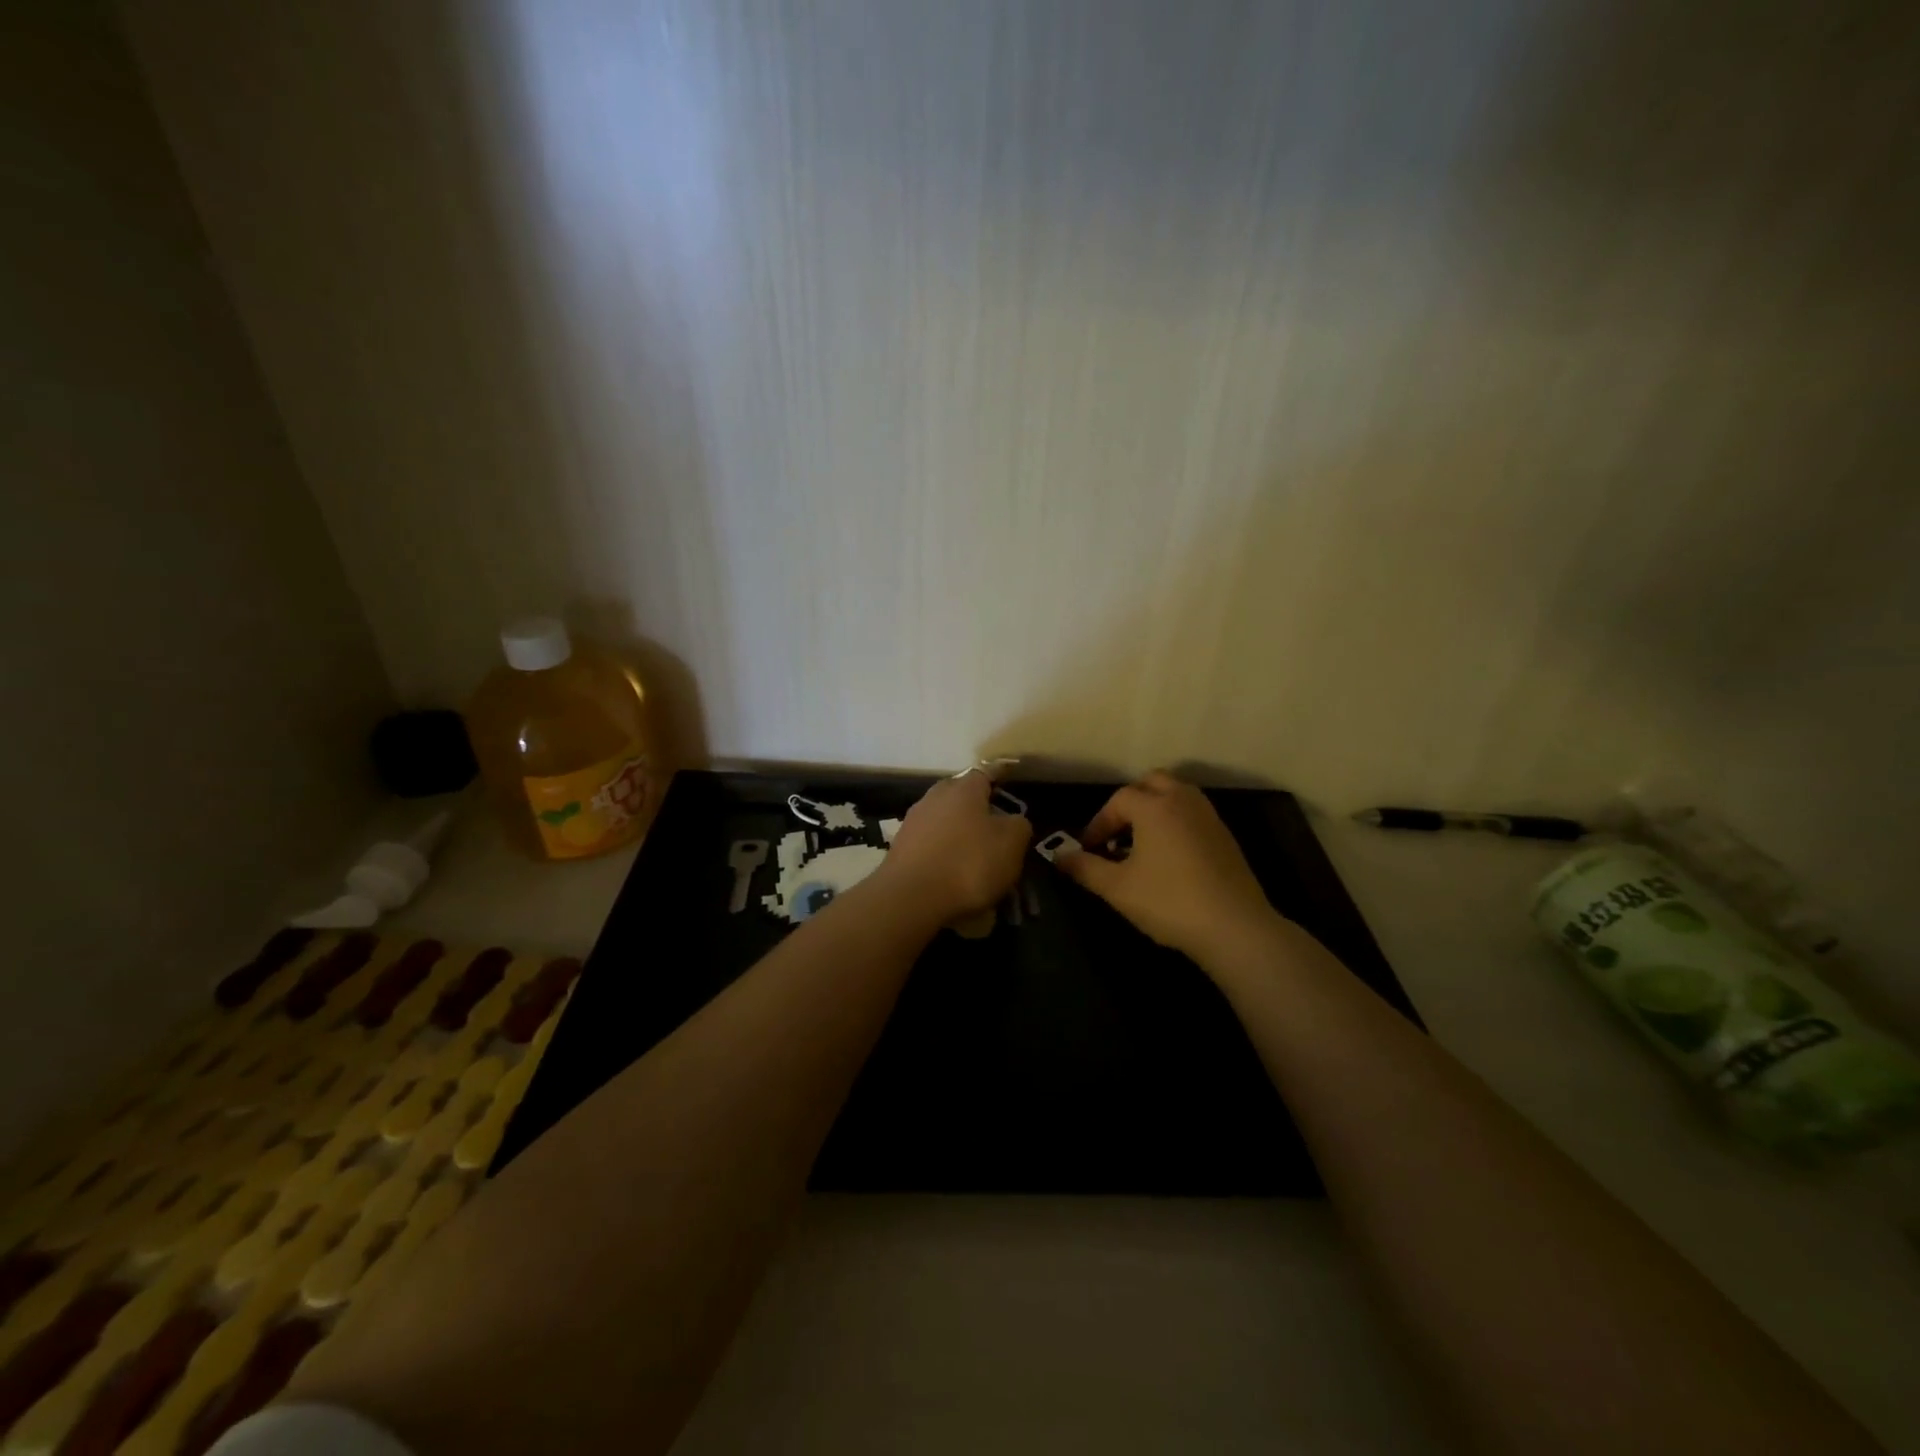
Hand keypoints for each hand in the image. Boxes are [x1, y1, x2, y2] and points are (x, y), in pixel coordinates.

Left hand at [873, 770, 1030, 921]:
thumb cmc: (968, 863)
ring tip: (976, 857)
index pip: (986, 772)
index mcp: (963, 788)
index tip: (1011, 779)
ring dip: (960, 833)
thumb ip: (1018, 825)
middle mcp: (934, 797)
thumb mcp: (1012, 844)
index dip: (1001, 776)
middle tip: (996, 827)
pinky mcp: (900, 848)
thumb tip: (1012, 821)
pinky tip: (954, 875)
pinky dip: (944, 854)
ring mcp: (913, 822)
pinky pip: (931, 845)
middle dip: (979, 808)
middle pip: (962, 796)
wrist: (910, 898)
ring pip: (945, 821)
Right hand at [1055, 771, 1280, 968]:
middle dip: (1130, 802)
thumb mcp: (1117, 888)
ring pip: (1177, 794)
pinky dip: (1176, 822)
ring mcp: (1209, 817)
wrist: (1235, 927)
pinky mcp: (1226, 836)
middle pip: (1152, 782)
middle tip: (1116, 833)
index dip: (1099, 822)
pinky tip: (1169, 857)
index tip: (1089, 848)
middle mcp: (1183, 801)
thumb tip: (1059, 856)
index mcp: (1155, 807)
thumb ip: (1085, 868)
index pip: (1118, 800)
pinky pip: (1193, 814)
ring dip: (1155, 809)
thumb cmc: (1169, 902)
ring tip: (1141, 842)